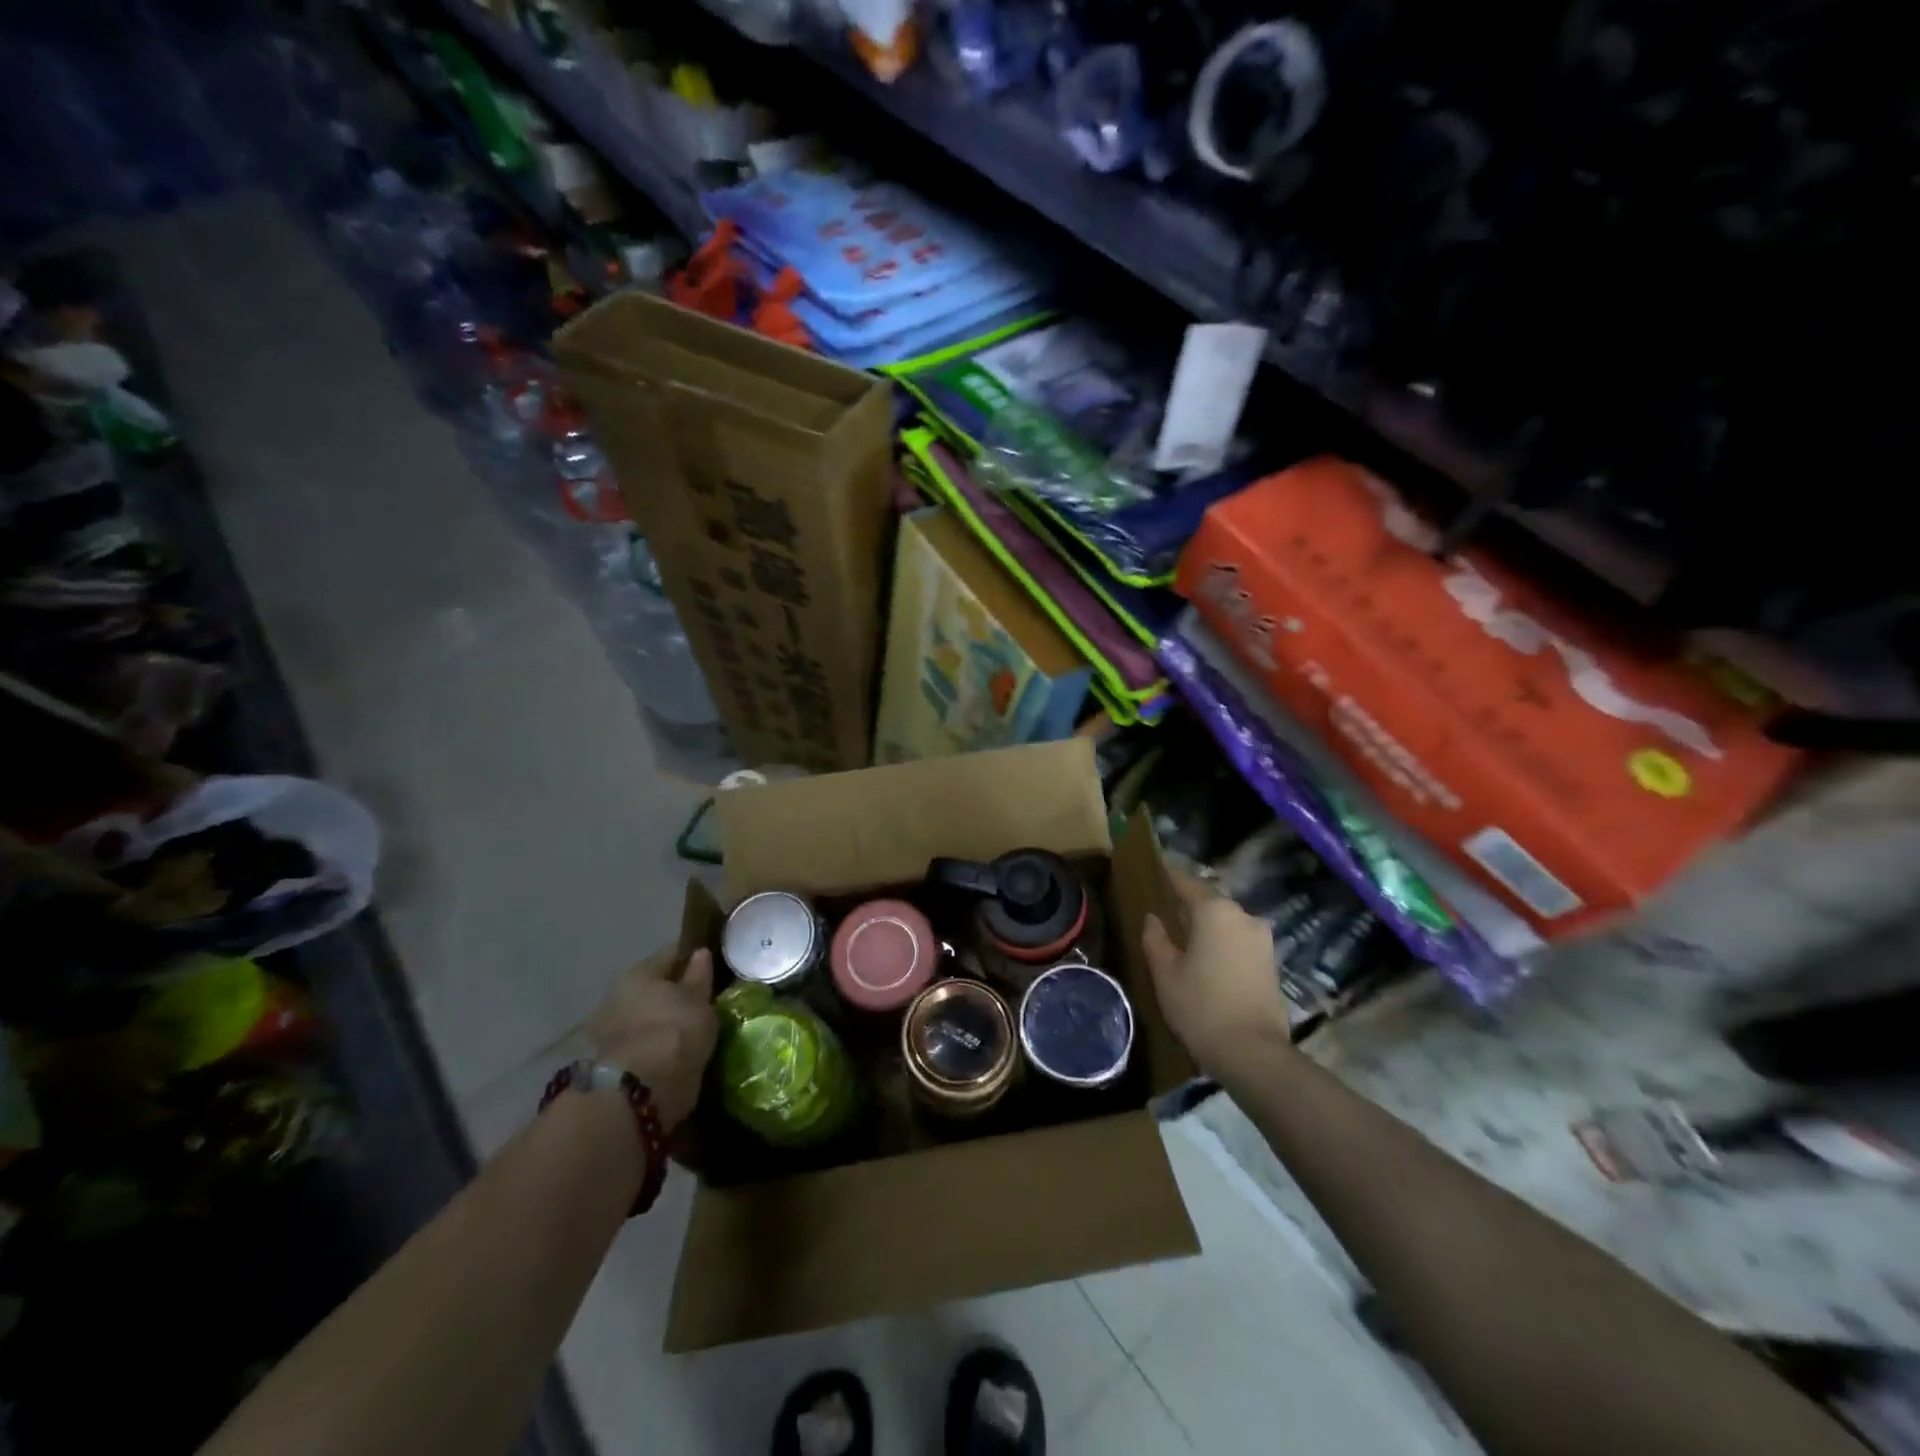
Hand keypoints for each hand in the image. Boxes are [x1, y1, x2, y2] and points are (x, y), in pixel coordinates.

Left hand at [587, 949, 718, 1130]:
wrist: (641, 1091)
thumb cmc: (676, 1031)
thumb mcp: (699, 1001)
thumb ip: (699, 977)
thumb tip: (700, 953)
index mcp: (638, 973)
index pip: (671, 954)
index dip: (693, 957)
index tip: (713, 966)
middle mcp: (617, 996)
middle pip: (653, 987)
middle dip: (675, 993)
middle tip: (703, 1002)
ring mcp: (609, 1031)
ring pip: (645, 1016)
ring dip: (663, 1021)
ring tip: (691, 1031)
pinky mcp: (610, 1063)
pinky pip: (642, 1043)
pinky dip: (656, 1046)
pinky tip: (675, 1052)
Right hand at [1142, 870, 1289, 1079]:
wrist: (1253, 1052)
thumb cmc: (1200, 1006)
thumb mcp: (1165, 972)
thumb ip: (1155, 938)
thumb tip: (1153, 918)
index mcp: (1214, 911)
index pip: (1186, 882)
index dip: (1168, 876)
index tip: (1154, 870)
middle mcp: (1243, 915)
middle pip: (1209, 900)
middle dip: (1188, 903)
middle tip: (1165, 910)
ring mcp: (1262, 938)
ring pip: (1227, 921)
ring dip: (1207, 924)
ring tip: (1185, 936)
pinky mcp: (1271, 960)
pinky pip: (1239, 939)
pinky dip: (1222, 941)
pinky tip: (1208, 956)